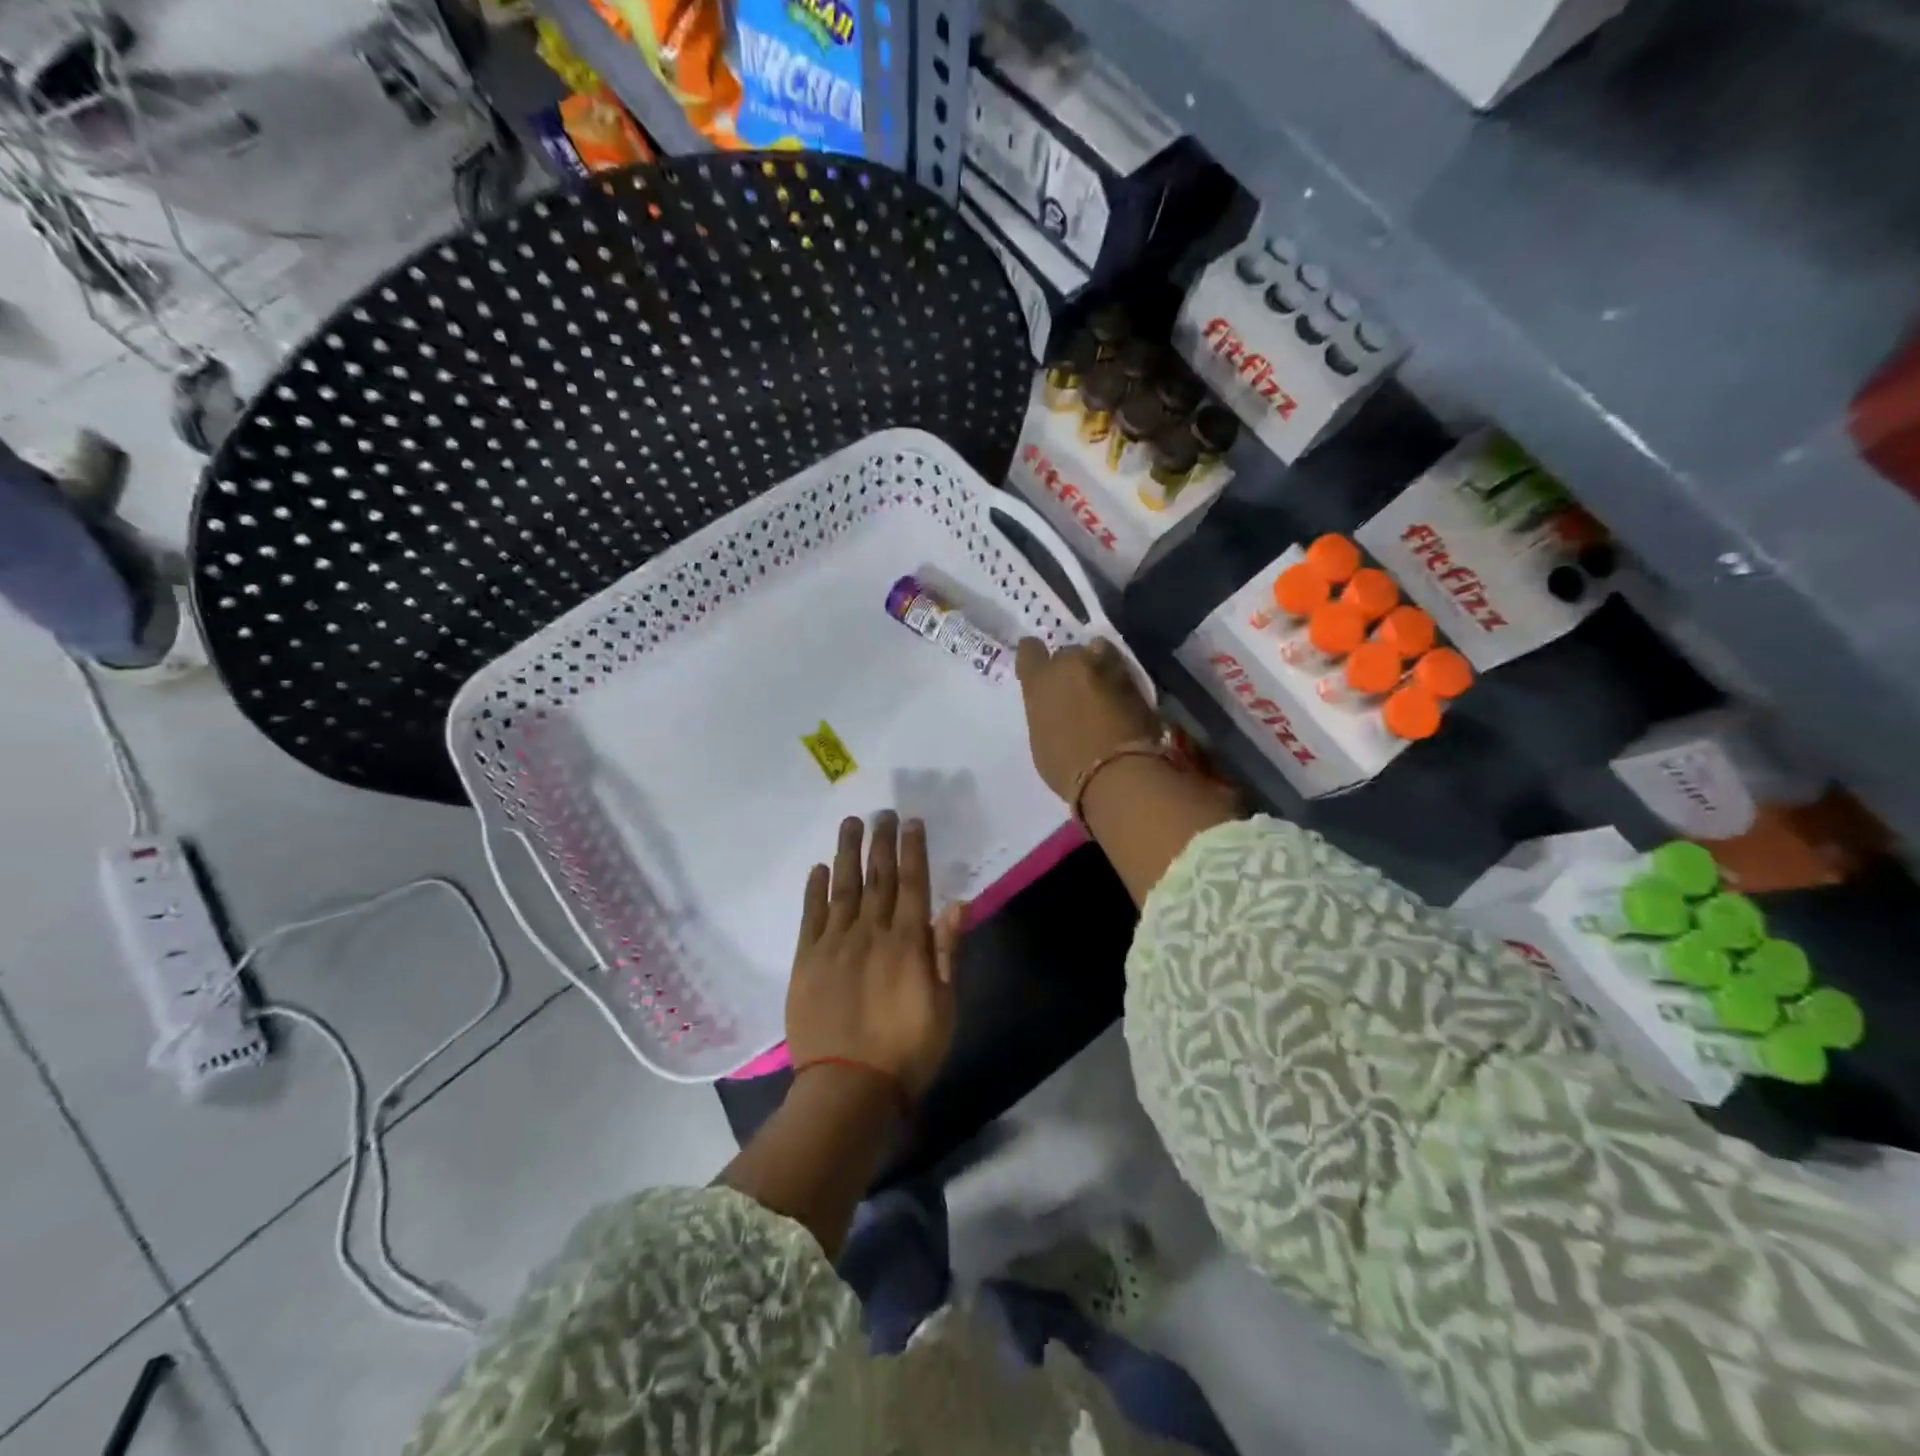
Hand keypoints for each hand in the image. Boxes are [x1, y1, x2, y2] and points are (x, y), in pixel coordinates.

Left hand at [787, 813, 964, 1099]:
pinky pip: (811, 916)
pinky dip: (815, 889)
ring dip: (848, 852)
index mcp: (907, 942)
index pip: (912, 883)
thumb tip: (958, 903)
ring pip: (843, 887)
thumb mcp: (944, 1006)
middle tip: (882, 812)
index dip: (912, 849)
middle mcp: (871, 932)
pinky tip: (819, 868)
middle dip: (881, 841)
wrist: (847, 1088)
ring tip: (850, 824)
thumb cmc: (907, 1051)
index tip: (911, 822)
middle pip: (877, 876)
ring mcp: (835, 944)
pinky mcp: (807, 960)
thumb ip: (948, 952)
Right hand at [1015, 637, 1160, 801]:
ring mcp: (1107, 667)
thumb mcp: (1041, 737)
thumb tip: (1056, 707)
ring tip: (1102, 690)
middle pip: (1068, 652)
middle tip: (1075, 691)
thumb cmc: (1067, 766)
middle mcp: (1071, 663)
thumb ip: (1045, 711)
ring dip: (1098, 667)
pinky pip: (1121, 671)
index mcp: (1040, 679)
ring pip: (1099, 653)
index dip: (1034, 658)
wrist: (1119, 773)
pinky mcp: (1137, 679)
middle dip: (1071, 668)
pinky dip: (1118, 683)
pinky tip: (1120, 703)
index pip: (1029, 649)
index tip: (1039, 671)